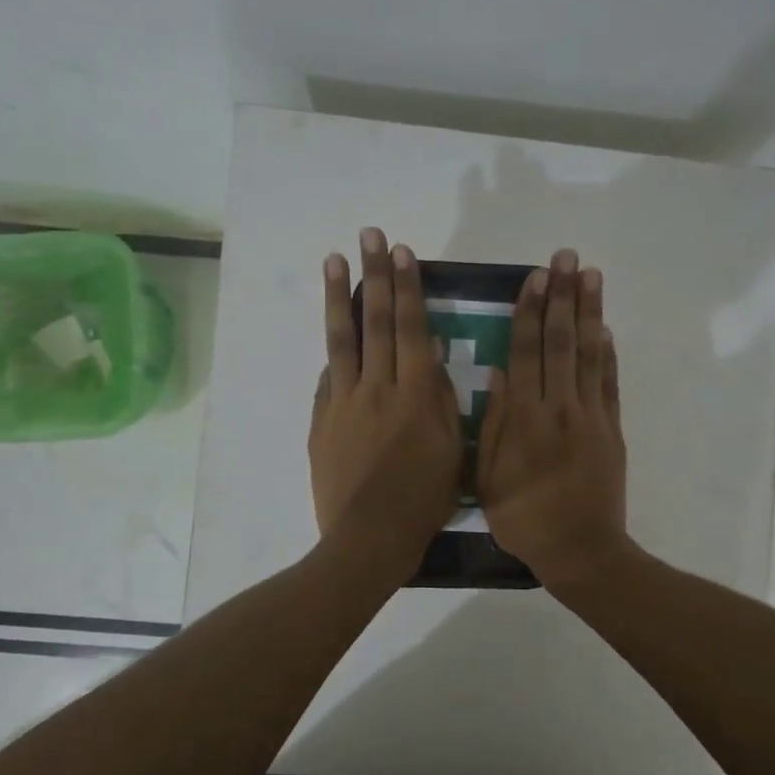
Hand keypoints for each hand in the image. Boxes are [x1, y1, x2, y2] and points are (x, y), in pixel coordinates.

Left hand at [308, 228, 462, 586]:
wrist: (369, 538)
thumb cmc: (424, 500)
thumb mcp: (453, 450)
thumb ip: (441, 401)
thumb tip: (428, 358)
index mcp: (415, 393)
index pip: (409, 327)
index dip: (406, 288)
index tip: (402, 252)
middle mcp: (377, 387)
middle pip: (374, 321)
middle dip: (374, 275)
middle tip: (370, 236)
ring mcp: (343, 402)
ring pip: (342, 340)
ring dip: (340, 296)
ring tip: (335, 260)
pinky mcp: (322, 421)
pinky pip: (329, 378)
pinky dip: (333, 352)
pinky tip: (333, 331)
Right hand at [477, 248, 629, 589]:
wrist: (581, 551)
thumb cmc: (524, 519)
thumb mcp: (488, 477)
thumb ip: (493, 423)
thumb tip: (498, 372)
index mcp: (525, 419)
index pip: (526, 353)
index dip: (530, 313)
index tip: (533, 278)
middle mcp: (560, 408)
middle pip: (561, 342)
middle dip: (562, 297)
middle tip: (565, 257)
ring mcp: (591, 416)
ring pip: (591, 354)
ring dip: (590, 311)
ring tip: (590, 274)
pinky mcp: (612, 429)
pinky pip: (610, 383)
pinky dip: (609, 353)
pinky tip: (606, 327)